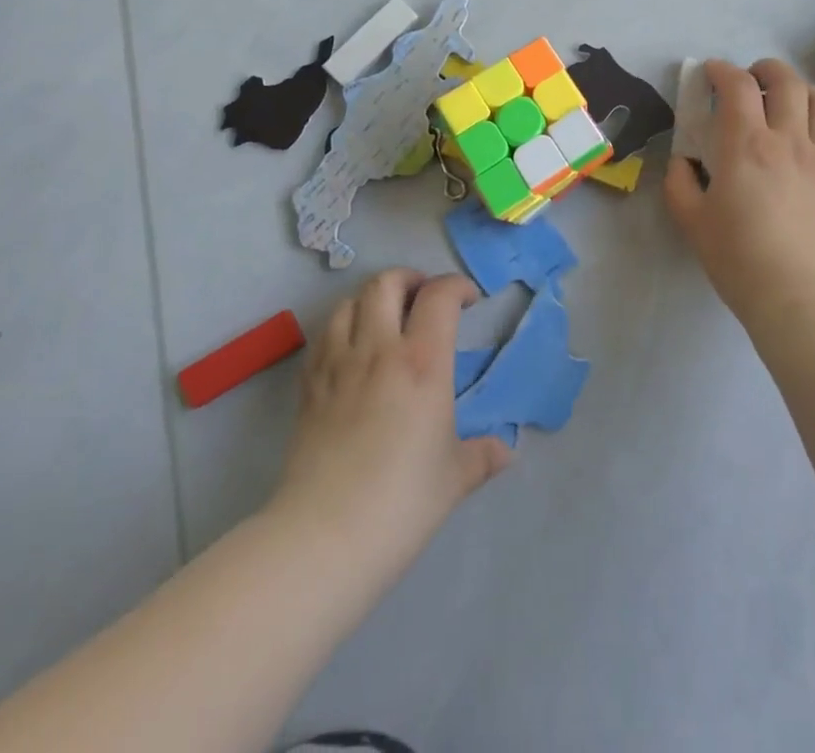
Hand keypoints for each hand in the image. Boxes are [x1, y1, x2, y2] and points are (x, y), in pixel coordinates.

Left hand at [272, 271, 510, 578]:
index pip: (439, 296)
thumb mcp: (454, 478)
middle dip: (408, 279)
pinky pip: (323, 336)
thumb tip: (506, 452)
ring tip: (384, 318)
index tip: (469, 300)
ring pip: (348, 302)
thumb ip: (482, 456)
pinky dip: (341, 327)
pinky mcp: (309, 386)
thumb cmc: (402, 502)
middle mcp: (378, 349)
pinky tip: (350, 350)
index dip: (456, 286)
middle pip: (386, 283)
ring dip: (370, 299)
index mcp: (422, 361)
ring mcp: (338, 364)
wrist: (324, 536)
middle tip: (423, 297)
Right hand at [665, 58, 814, 325]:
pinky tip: (813, 141)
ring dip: (803, 90)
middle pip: (786, 81)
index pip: (736, 86)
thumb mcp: (692, 221)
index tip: (709, 73)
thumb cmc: (739, 258)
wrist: (800, 296)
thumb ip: (680, 183)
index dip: (721, 70)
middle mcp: (788, 140)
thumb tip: (682, 163)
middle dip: (765, 69)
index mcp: (746, 144)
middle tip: (750, 79)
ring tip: (788, 100)